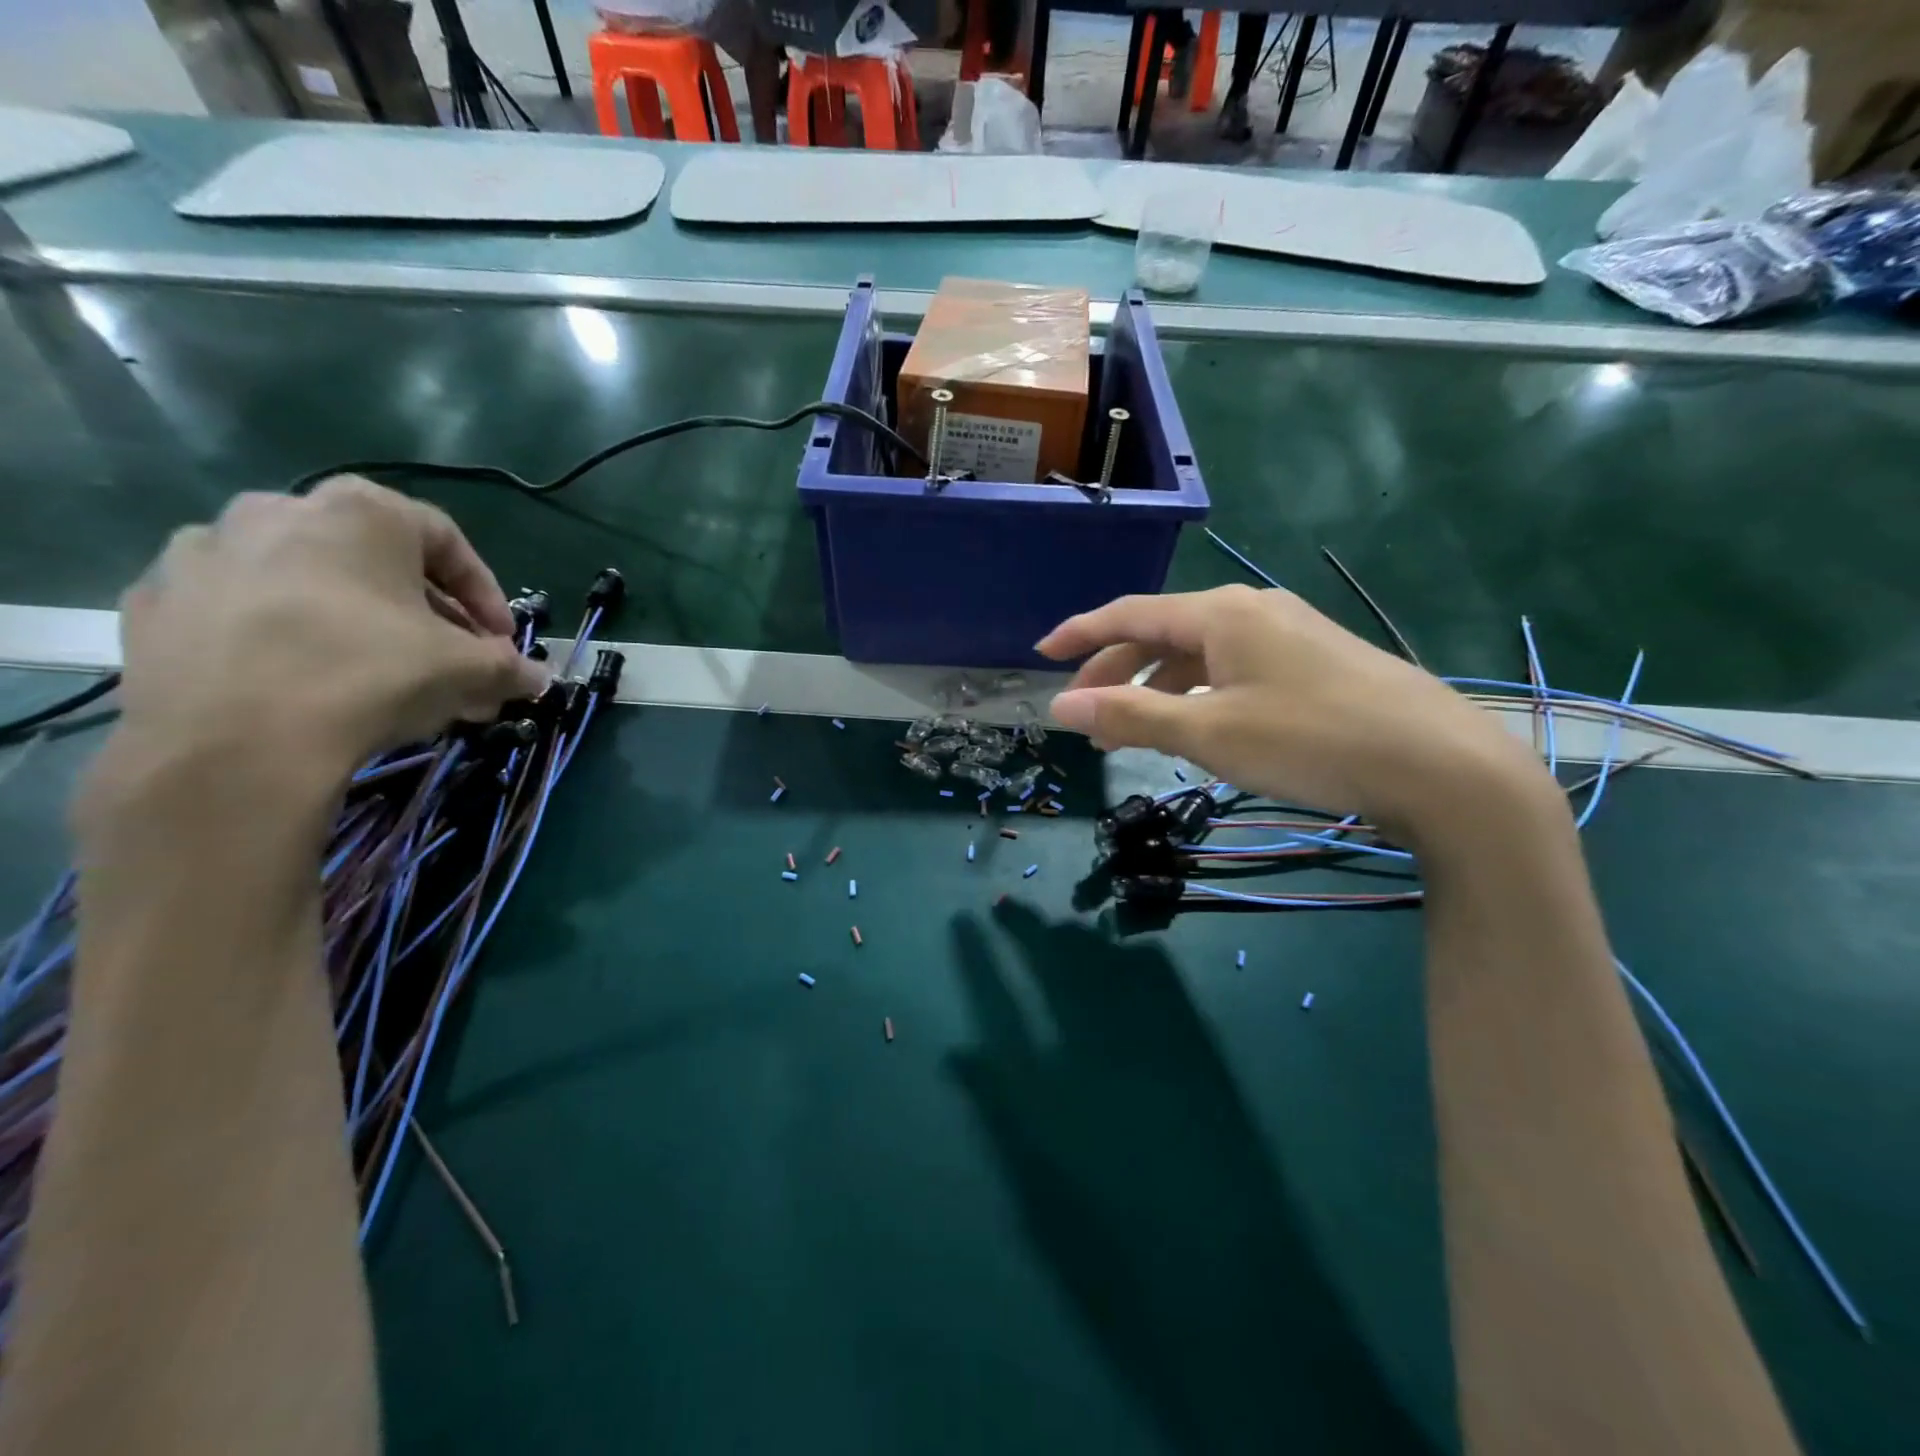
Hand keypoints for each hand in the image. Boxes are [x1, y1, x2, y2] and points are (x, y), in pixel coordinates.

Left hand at [112, 477, 546, 779]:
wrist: (233, 743)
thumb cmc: (371, 675)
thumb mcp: (469, 671)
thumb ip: (510, 667)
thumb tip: (540, 679)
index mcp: (360, 512)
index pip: (446, 540)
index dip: (485, 593)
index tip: (499, 640)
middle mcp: (278, 511)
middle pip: (375, 561)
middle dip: (423, 614)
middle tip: (446, 661)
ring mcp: (204, 552)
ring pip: (306, 582)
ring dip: (352, 621)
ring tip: (376, 675)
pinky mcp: (155, 601)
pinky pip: (242, 610)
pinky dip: (280, 636)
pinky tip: (302, 681)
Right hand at [1038, 585, 1545, 835]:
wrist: (1441, 766)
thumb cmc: (1311, 741)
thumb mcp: (1209, 732)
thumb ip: (1131, 715)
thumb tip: (1061, 705)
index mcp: (1219, 614)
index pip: (1129, 613)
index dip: (1080, 633)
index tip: (1041, 654)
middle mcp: (1251, 610)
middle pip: (1162, 633)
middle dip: (1116, 671)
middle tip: (1087, 715)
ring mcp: (1289, 634)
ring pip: (1199, 655)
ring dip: (1157, 689)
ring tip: (1133, 733)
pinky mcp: (1315, 663)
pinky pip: (1232, 669)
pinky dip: (1197, 694)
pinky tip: (1198, 726)